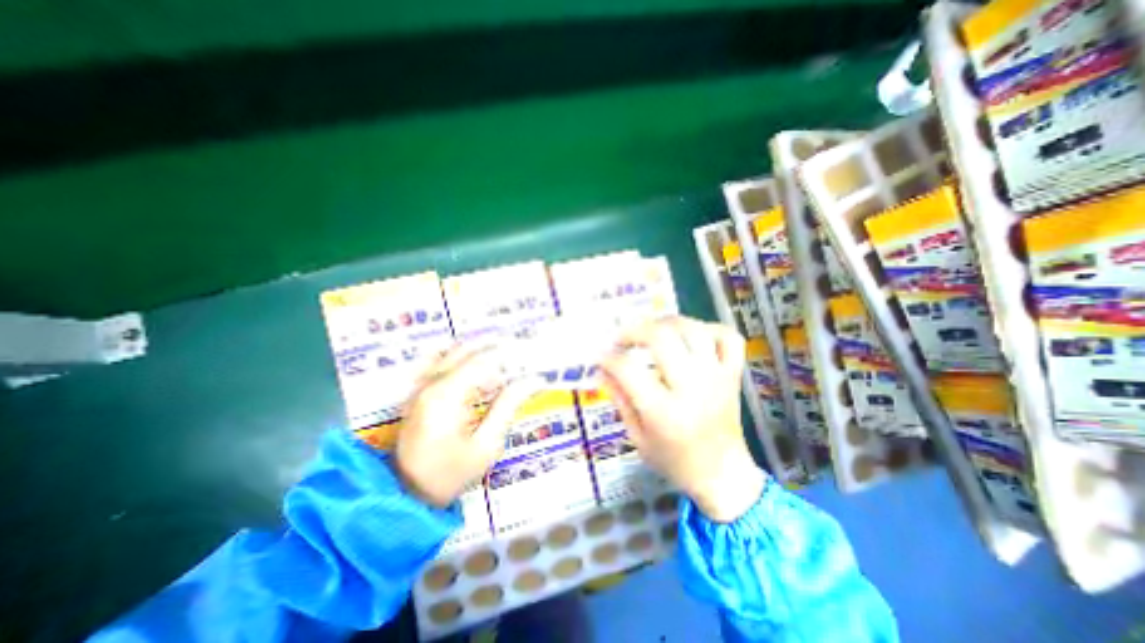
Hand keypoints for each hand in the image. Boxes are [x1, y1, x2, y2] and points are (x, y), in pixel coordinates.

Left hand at [397, 345, 542, 509]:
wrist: (406, 496)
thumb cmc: (450, 473)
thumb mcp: (486, 445)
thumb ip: (508, 406)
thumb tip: (532, 381)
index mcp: (446, 394)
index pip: (483, 360)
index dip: (509, 354)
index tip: (528, 355)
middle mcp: (430, 383)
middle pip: (466, 349)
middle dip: (495, 347)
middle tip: (519, 352)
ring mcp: (421, 386)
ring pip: (453, 352)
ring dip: (479, 351)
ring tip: (502, 362)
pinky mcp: (418, 393)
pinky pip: (441, 362)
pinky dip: (462, 359)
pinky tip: (477, 371)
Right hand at [601, 316, 768, 522]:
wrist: (723, 477)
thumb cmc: (675, 462)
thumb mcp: (637, 438)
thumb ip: (620, 400)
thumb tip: (603, 370)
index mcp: (664, 412)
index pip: (629, 369)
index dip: (609, 358)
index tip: (601, 357)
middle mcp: (692, 388)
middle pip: (662, 337)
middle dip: (635, 330)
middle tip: (622, 339)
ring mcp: (717, 378)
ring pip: (693, 330)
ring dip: (667, 323)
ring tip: (652, 332)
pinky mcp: (732, 375)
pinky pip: (727, 337)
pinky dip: (708, 329)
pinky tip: (691, 337)